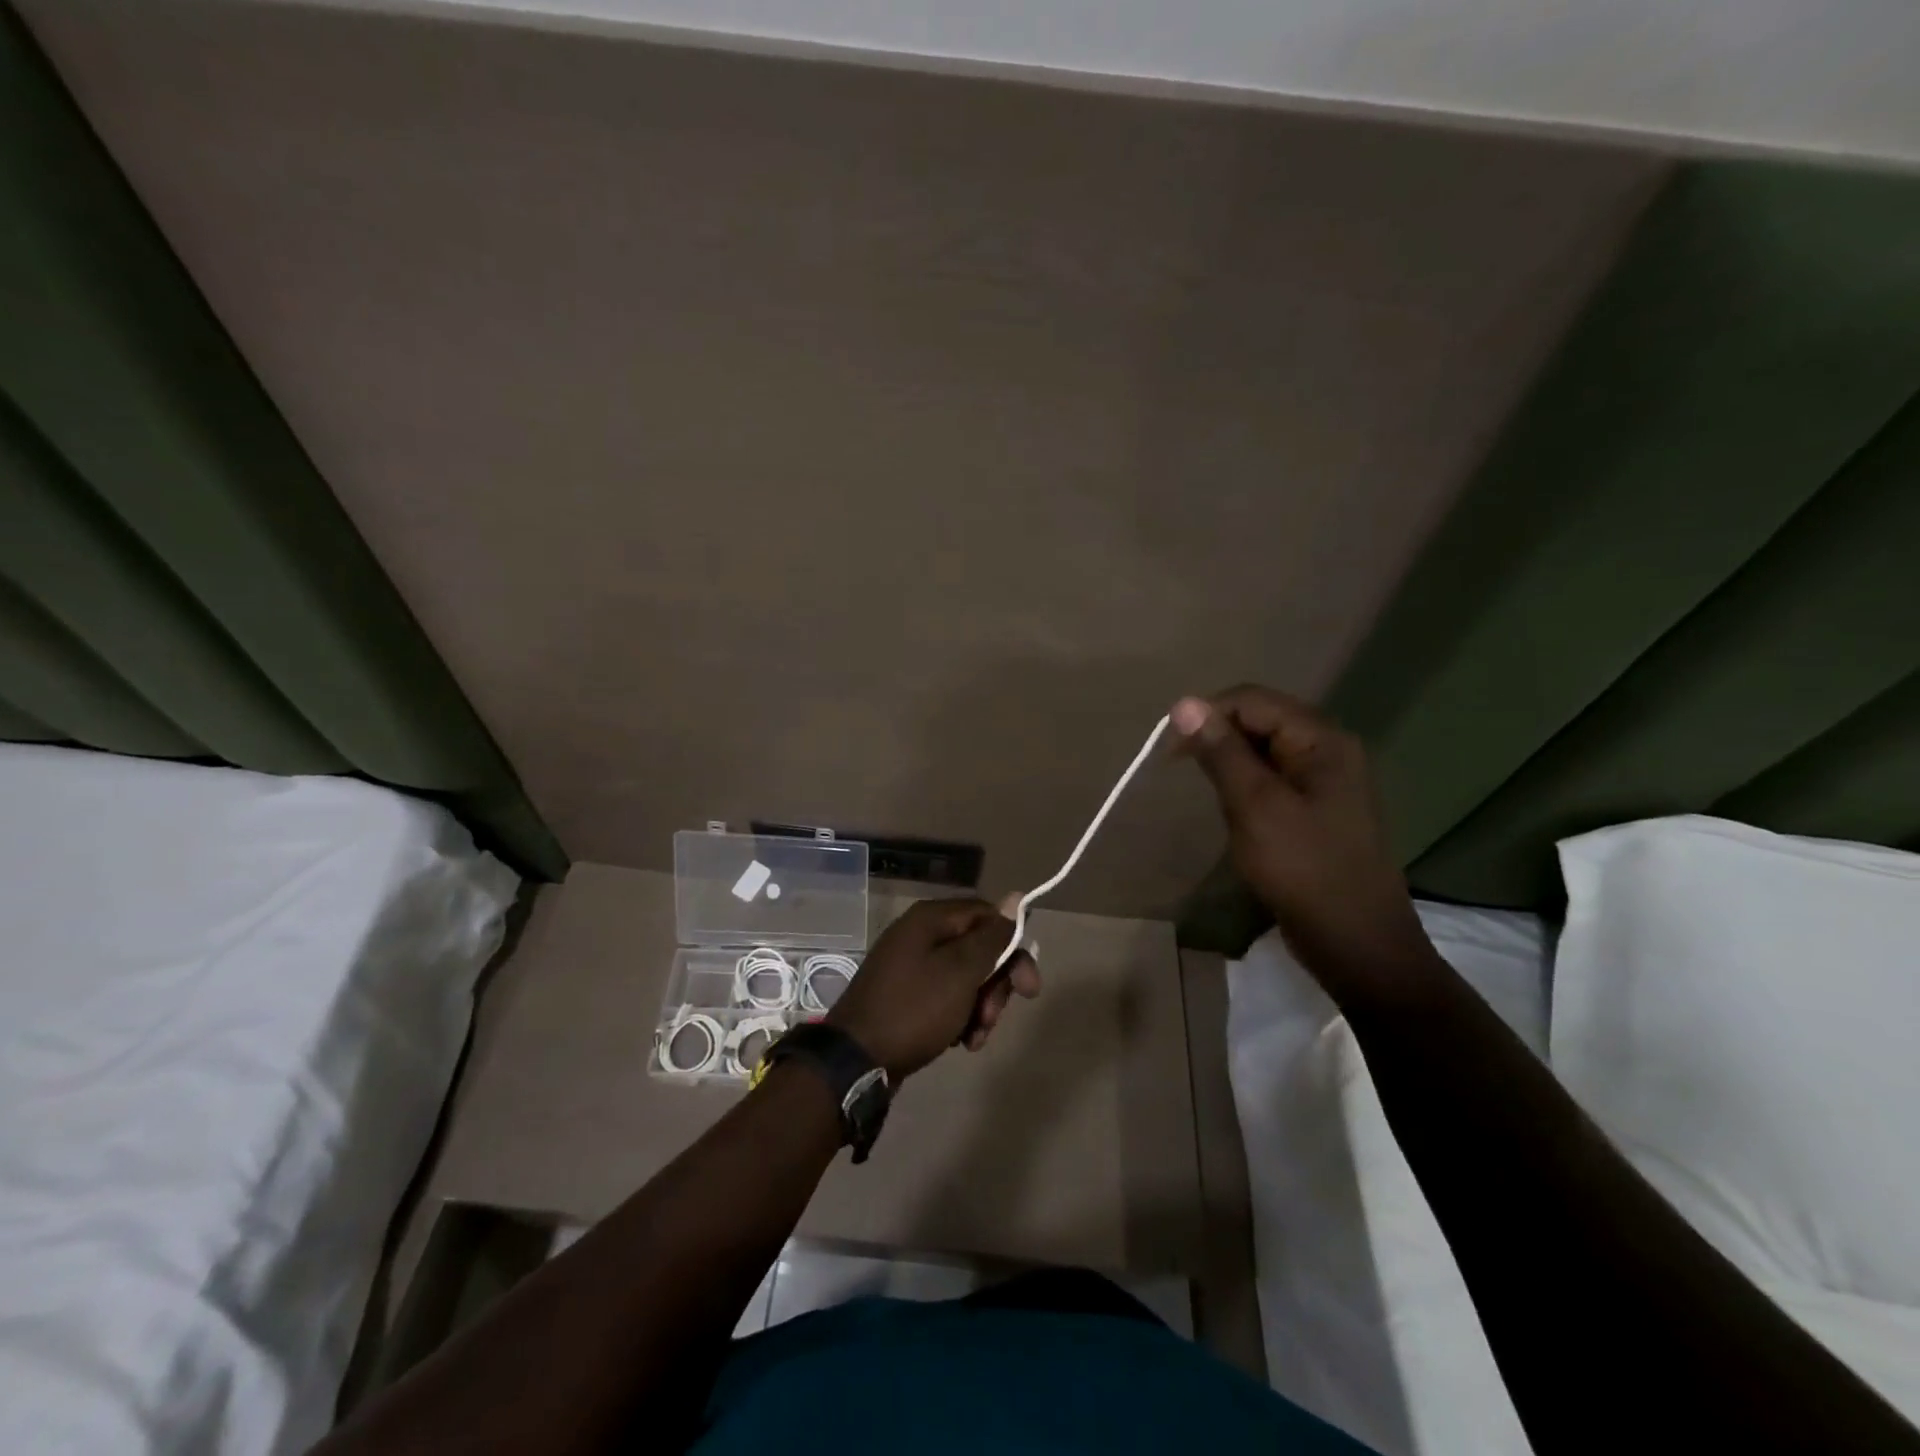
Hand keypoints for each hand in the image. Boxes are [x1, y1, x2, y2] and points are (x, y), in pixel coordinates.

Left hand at [826, 897, 1040, 1079]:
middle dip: (995, 985)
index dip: (1013, 946)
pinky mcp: (906, 995)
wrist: (857, 1060)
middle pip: (978, 949)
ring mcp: (910, 966)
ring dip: (980, 1007)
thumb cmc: (915, 1008)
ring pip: (965, 977)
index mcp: (931, 919)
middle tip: (994, 1016)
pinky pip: (945, 997)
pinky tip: (960, 1042)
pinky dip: (959, 1017)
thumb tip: (1015, 897)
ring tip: (975, 1037)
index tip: (1028, 987)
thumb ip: (992, 936)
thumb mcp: (961, 971)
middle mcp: (920, 935)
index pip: (988, 915)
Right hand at [1172, 687, 1432, 991]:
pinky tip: (1233, 809)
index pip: (1253, 700)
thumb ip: (1221, 751)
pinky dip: (1247, 784)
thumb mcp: (1254, 806)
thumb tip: (1184, 703)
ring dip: (1230, 762)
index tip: (1171, 751)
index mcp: (1322, 739)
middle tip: (1183, 770)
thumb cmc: (1303, 869)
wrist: (1356, 942)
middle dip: (1218, 737)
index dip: (1207, 714)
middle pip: (1262, 719)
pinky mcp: (1320, 808)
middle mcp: (1330, 749)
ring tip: (1206, 791)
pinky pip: (1276, 777)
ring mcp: (1329, 780)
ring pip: (1266, 750)